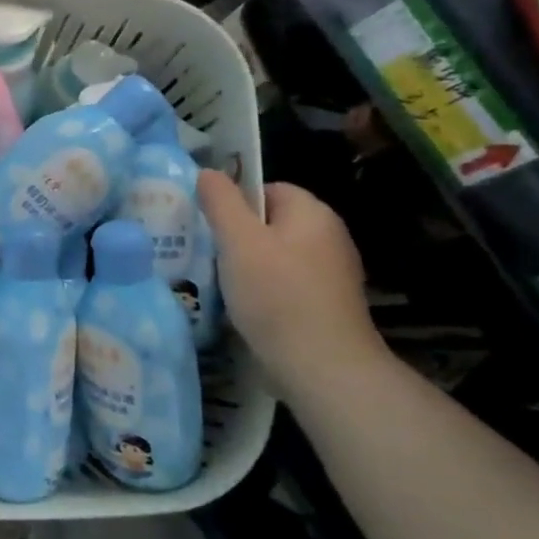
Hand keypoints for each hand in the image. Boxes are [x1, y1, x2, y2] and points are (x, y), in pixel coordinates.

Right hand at [197, 171, 385, 394]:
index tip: (208, 227)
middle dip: (237, 237)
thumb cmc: (277, 295)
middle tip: (207, 254)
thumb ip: (221, 202)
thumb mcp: (238, 242)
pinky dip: (265, 292)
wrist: (323, 367)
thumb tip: (207, 171)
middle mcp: (329, 236)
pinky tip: (245, 309)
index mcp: (313, 213)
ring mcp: (332, 273)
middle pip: (271, 223)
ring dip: (248, 267)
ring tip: (219, 284)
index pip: (267, 188)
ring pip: (276, 256)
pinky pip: (286, 284)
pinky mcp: (327, 305)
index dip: (234, 203)